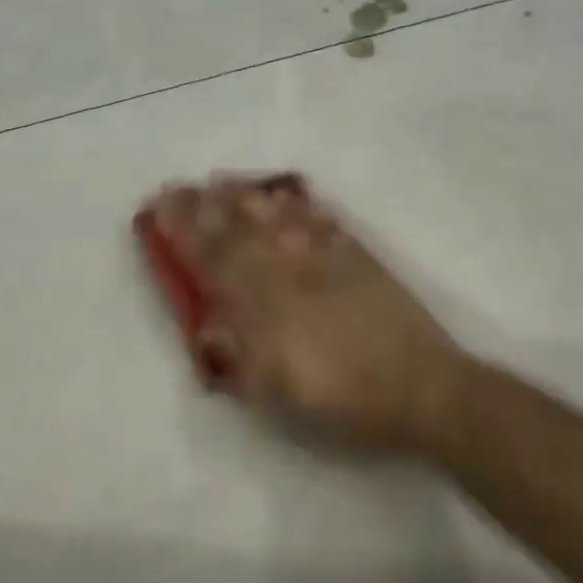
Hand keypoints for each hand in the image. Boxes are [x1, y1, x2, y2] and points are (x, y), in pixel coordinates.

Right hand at [143, 173, 472, 452]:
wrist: (422, 388)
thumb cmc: (345, 402)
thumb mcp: (279, 395)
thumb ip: (240, 355)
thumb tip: (210, 323)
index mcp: (266, 308)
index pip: (215, 260)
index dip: (185, 233)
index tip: (160, 209)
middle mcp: (291, 274)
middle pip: (241, 231)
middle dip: (206, 207)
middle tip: (181, 185)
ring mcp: (327, 261)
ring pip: (279, 218)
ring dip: (247, 197)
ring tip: (223, 179)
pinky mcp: (359, 257)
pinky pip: (323, 221)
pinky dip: (301, 205)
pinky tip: (288, 194)